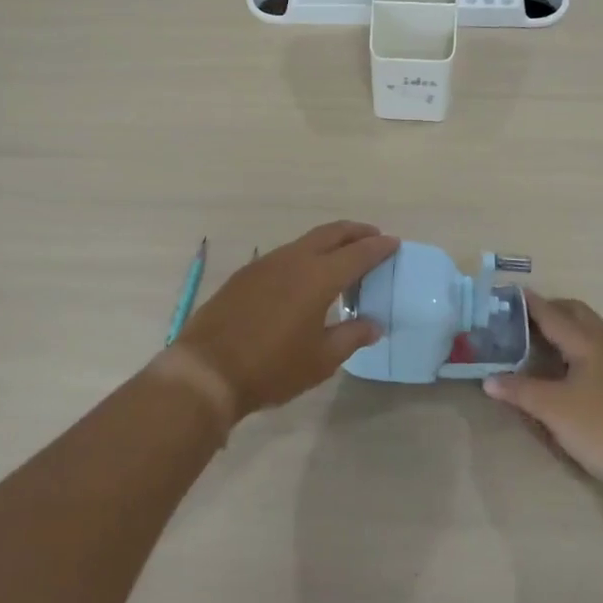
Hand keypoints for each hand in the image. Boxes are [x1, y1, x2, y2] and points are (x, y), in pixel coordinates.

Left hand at [172, 221, 397, 419]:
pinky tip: (305, 274)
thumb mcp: (320, 360)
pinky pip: (285, 254)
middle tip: (373, 237)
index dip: (379, 248)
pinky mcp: (246, 274)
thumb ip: (351, 337)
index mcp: (318, 277)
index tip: (394, 243)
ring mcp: (266, 263)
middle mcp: (293, 260)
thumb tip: (373, 325)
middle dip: (355, 232)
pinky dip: (305, 254)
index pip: (357, 254)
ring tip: (342, 254)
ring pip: (305, 241)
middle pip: (331, 234)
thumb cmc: (272, 368)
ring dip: (329, 242)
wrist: (208, 370)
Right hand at [484, 293, 602, 485]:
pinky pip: (596, 345)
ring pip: (588, 328)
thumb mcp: (552, 409)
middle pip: (575, 312)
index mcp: (587, 342)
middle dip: (549, 309)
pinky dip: (576, 342)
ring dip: (564, 325)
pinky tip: (563, 364)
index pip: (552, 313)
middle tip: (522, 319)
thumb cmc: (598, 427)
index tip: (507, 294)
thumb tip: (488, 380)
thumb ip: (518, 390)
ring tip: (538, 339)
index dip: (529, 303)